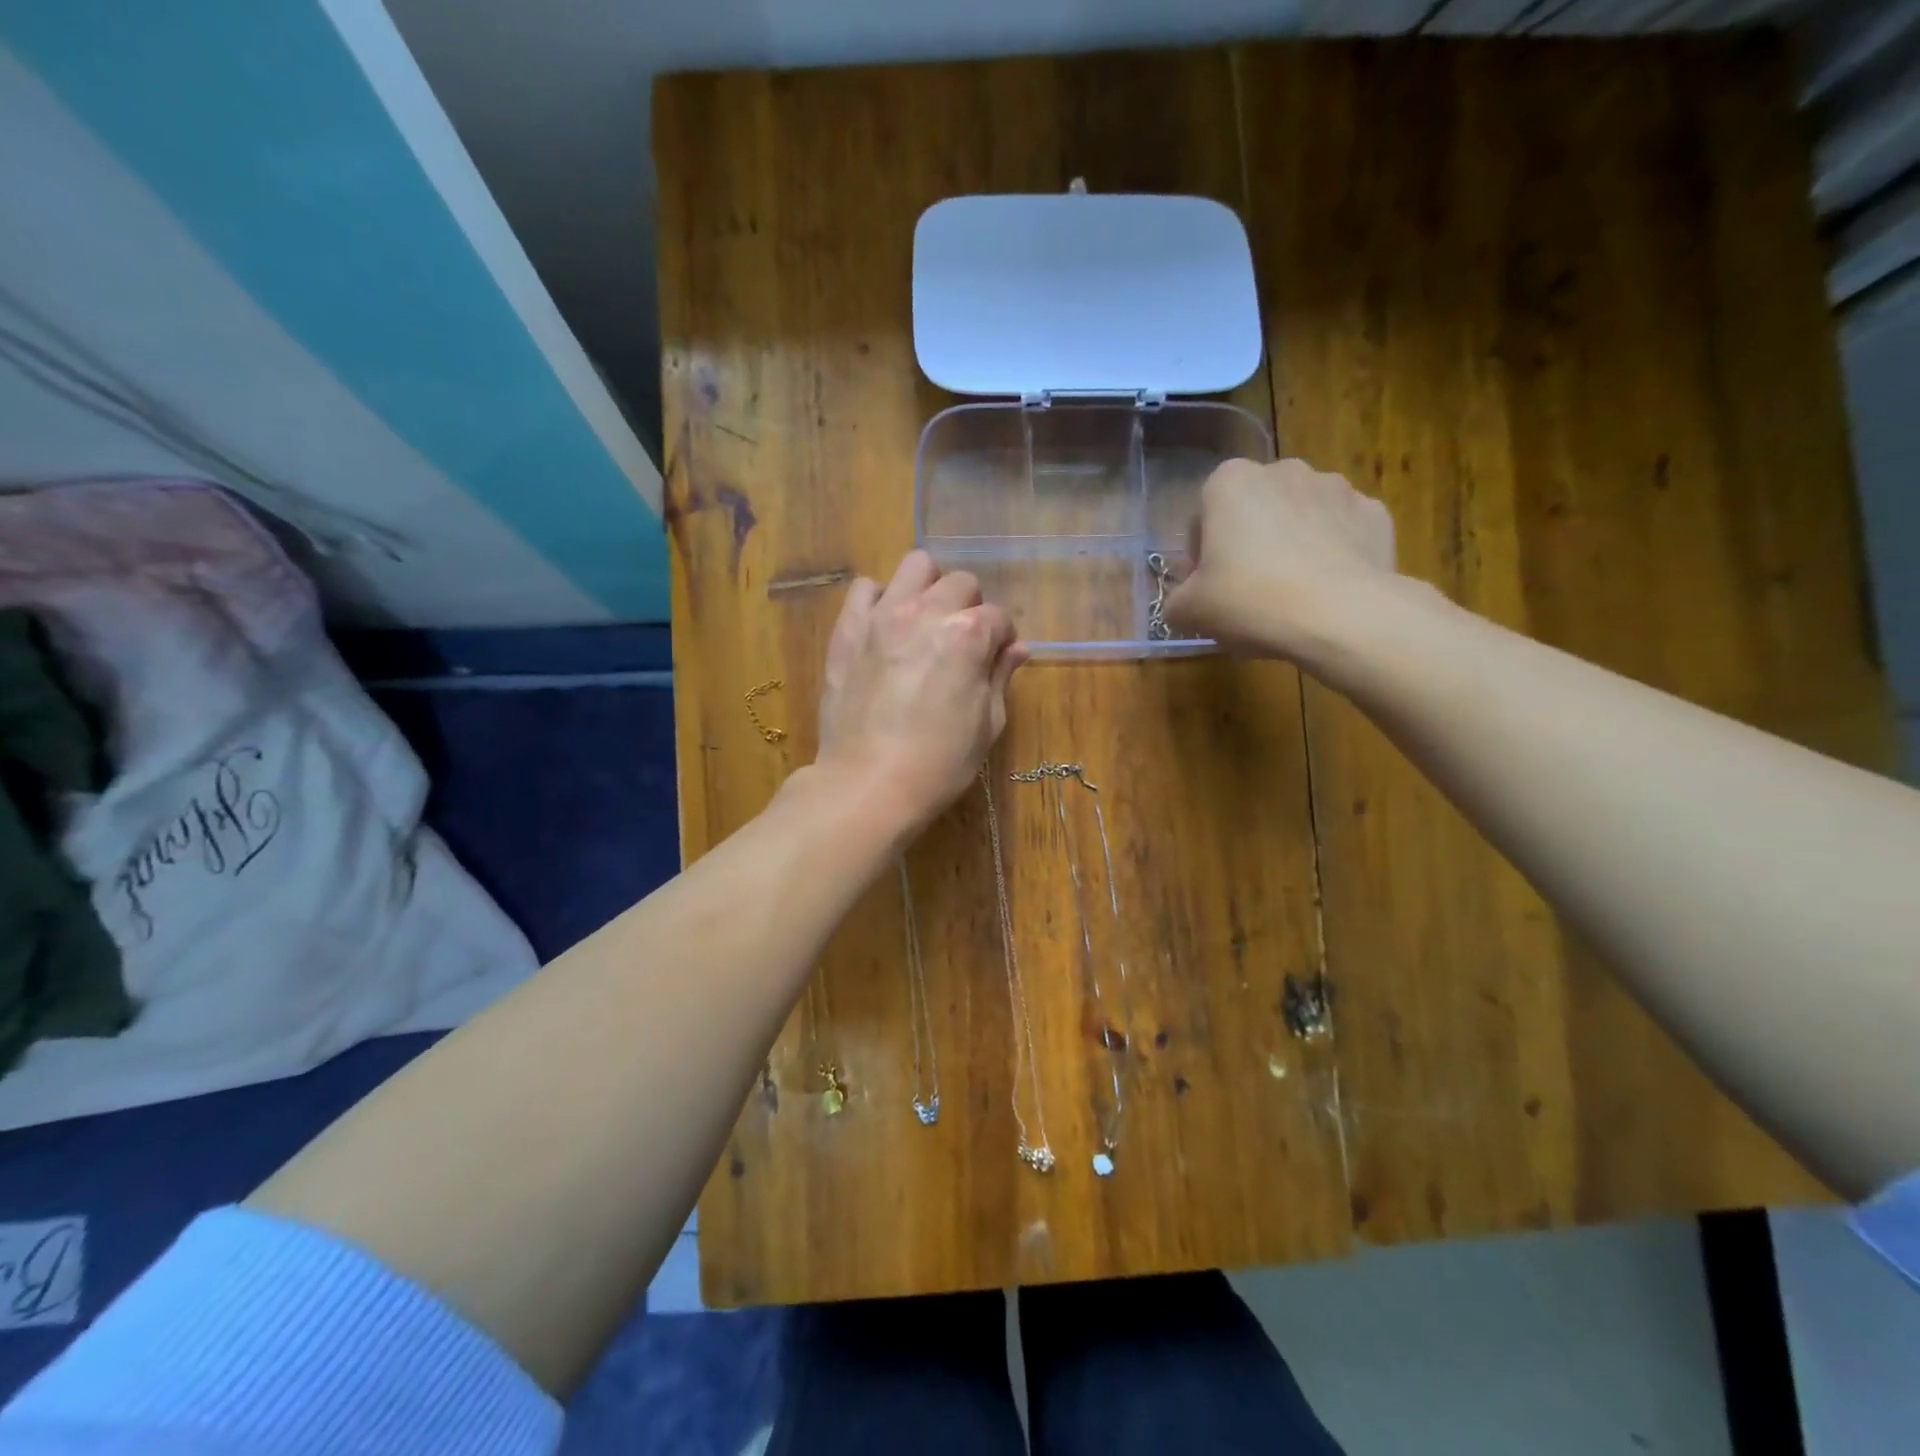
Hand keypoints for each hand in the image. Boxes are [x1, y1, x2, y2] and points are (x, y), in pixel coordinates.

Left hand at [815, 550, 1026, 836]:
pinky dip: (880, 599)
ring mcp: (882, 616)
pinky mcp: (848, 629)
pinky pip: (865, 589)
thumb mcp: (986, 725)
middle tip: (961, 643)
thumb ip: (1000, 677)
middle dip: (969, 607)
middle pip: (960, 583)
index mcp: (968, 635)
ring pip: (915, 566)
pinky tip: (885, 627)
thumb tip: (1017, 649)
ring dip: (928, 588)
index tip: (994, 661)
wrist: (868, 784)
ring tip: (924, 622)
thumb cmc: (939, 763)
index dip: (1001, 640)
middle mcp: (927, 612)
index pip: (998, 617)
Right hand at [1164, 457, 1397, 658]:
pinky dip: (1332, 553)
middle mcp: (1283, 471)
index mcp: (1230, 482)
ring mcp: (1336, 488)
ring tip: (1290, 594)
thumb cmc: (1250, 601)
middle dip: (1247, 543)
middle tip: (1246, 592)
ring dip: (1291, 545)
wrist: (1341, 616)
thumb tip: (1185, 602)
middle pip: (1253, 511)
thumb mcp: (1189, 611)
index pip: (1202, 517)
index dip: (1200, 556)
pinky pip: (1341, 532)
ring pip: (1299, 518)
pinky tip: (1325, 590)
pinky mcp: (1375, 513)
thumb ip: (1177, 600)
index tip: (1207, 588)